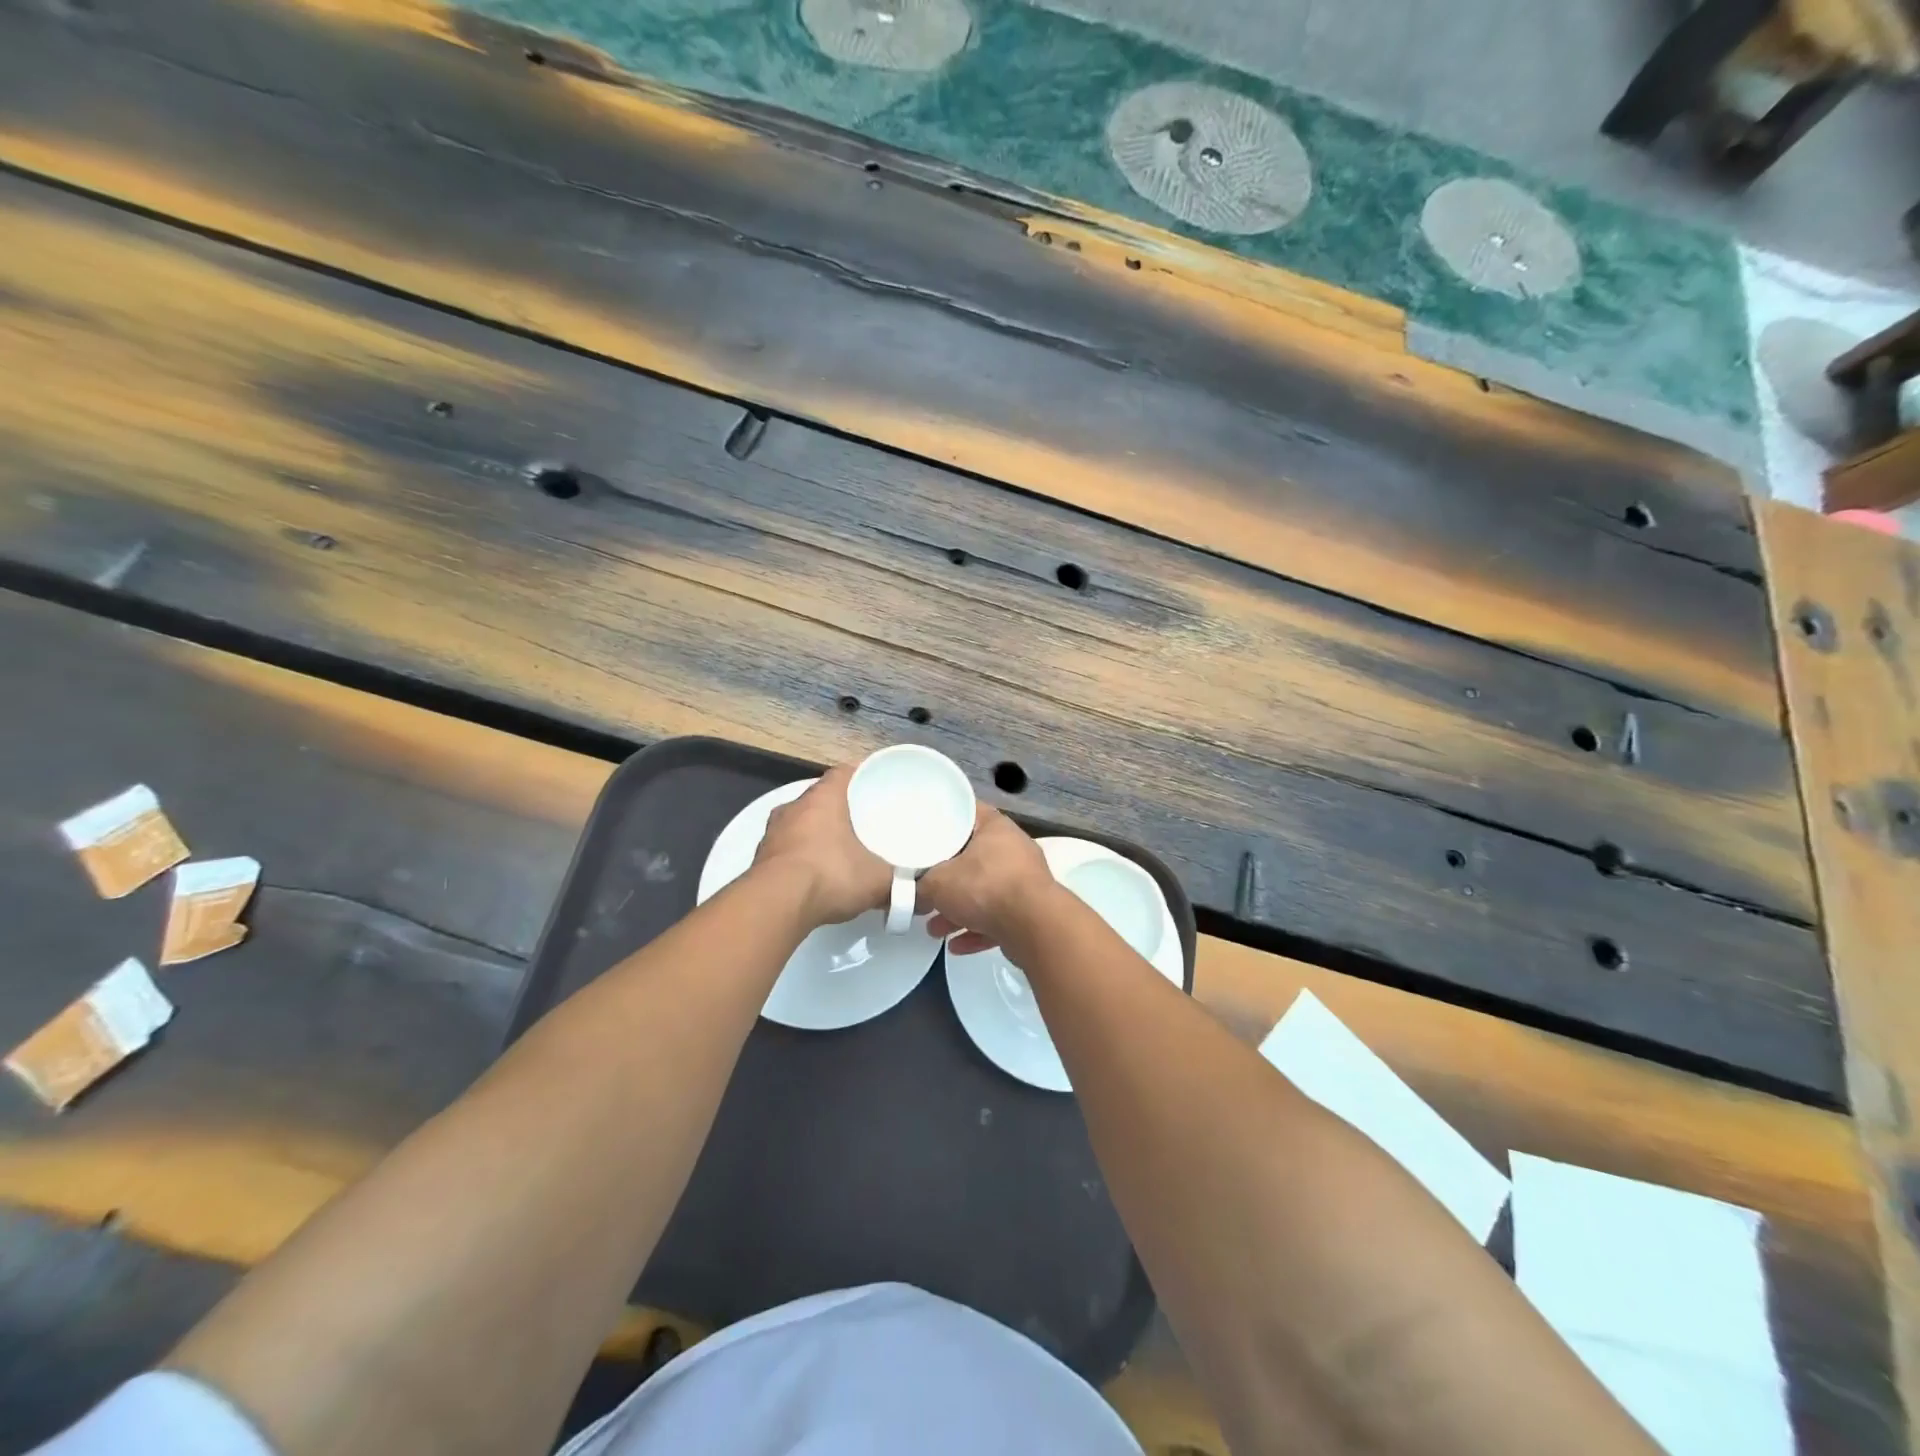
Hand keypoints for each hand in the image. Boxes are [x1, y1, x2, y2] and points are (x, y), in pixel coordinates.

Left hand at [753, 766, 891, 927]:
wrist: (776, 906)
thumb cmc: (831, 875)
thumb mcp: (877, 880)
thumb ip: (898, 882)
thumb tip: (917, 892)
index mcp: (823, 798)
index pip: (842, 773)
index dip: (859, 776)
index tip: (874, 785)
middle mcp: (794, 807)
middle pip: (819, 797)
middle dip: (839, 808)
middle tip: (861, 822)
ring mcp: (772, 832)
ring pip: (799, 823)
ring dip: (816, 833)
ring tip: (838, 850)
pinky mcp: (759, 859)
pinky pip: (786, 849)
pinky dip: (800, 856)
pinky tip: (815, 875)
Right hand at [916, 805, 1058, 957]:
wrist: (1034, 926)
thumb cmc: (984, 887)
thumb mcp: (937, 883)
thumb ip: (919, 886)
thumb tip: (907, 893)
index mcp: (994, 827)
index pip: (965, 812)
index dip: (942, 821)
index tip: (922, 833)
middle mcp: (1013, 849)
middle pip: (971, 858)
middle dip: (946, 879)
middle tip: (925, 890)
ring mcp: (1025, 881)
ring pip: (984, 892)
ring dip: (959, 911)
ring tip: (934, 930)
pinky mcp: (1030, 911)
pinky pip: (998, 918)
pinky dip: (978, 930)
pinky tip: (956, 946)